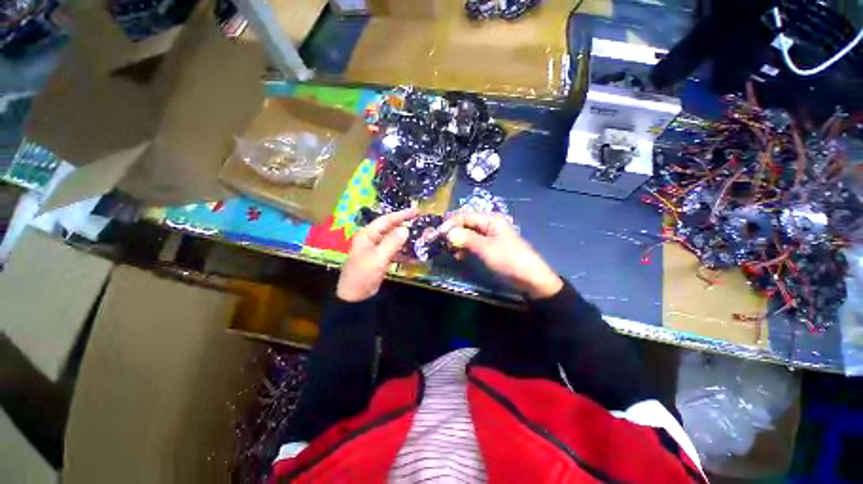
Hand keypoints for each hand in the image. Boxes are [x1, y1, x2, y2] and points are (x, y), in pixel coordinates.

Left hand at [337, 208, 415, 301]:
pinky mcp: (379, 257)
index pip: (386, 220)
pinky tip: (410, 248)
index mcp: (367, 234)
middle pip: (389, 227)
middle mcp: (371, 238)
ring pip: (392, 238)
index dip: (401, 215)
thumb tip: (405, 229)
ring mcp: (375, 248)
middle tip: (418, 219)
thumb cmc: (364, 274)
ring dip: (403, 235)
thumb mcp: (379, 257)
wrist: (355, 295)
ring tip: (417, 232)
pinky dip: (401, 247)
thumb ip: (392, 242)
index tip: (415, 211)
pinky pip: (392, 248)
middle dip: (403, 223)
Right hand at [439, 213, 562, 298]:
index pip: (464, 216)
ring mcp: (489, 236)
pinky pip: (472, 244)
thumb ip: (465, 238)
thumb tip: (447, 232)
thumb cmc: (509, 260)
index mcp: (490, 219)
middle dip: (452, 232)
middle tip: (440, 243)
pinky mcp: (489, 247)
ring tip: (450, 252)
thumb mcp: (486, 248)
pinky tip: (459, 256)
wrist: (531, 279)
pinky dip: (464, 249)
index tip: (437, 235)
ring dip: (457, 241)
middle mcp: (488, 224)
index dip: (450, 223)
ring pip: (467, 235)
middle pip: (465, 224)